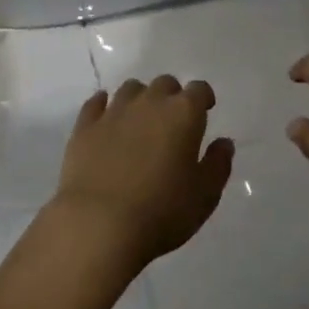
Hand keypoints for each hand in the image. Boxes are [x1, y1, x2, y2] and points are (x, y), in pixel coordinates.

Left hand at [53, 76, 233, 266]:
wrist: (99, 224)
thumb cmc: (161, 211)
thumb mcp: (205, 196)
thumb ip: (218, 164)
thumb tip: (224, 143)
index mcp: (183, 114)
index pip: (199, 90)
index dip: (203, 97)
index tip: (205, 110)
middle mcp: (149, 102)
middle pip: (164, 84)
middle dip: (172, 97)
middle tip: (172, 121)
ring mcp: (114, 111)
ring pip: (131, 89)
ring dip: (140, 99)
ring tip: (140, 120)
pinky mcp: (85, 126)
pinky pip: (96, 103)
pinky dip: (104, 105)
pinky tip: (106, 116)